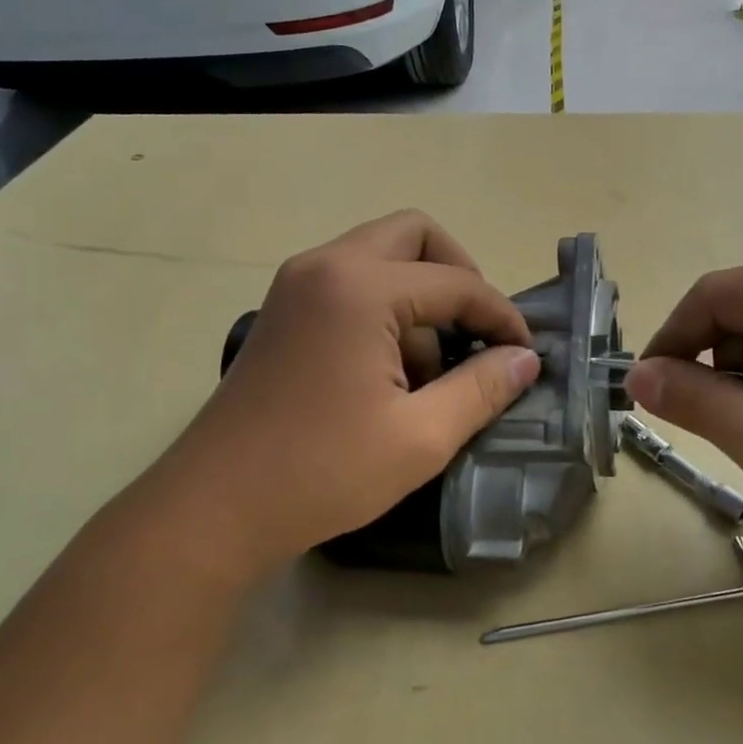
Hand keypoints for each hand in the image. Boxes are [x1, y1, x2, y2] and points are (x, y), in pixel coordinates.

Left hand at [142, 211, 539, 573]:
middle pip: (414, 236)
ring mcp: (297, 284)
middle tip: (477, 334)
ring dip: (420, 296)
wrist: (216, 507)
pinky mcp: (285, 310)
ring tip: (429, 370)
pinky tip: (390, 372)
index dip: (501, 317)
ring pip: (381, 256)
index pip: (456, 283)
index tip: (526, 354)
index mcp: (361, 287)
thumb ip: (482, 388)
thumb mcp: (421, 436)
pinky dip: (386, 307)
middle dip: (458, 277)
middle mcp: (326, 266)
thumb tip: (526, 358)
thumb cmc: (322, 472)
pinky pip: (352, 282)